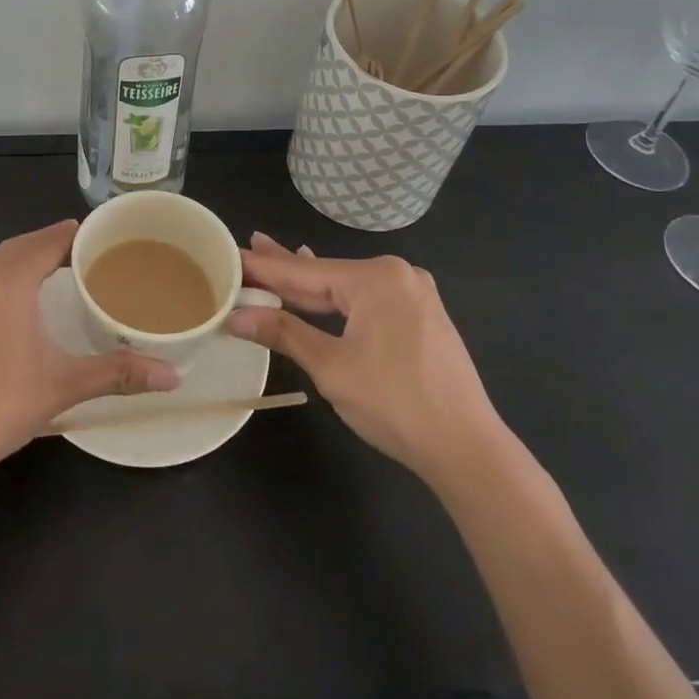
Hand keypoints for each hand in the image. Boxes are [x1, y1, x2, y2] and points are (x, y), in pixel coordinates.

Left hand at [0, 220, 178, 486]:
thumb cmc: (1, 404)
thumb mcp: (65, 384)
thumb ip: (119, 373)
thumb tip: (173, 376)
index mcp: (9, 280)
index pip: (50, 239)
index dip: (80, 235)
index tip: (110, 239)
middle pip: (26, 244)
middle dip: (58, 244)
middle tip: (95, 256)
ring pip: (3, 260)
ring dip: (33, 258)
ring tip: (67, 271)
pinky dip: (13, 275)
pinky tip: (29, 299)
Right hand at [227, 234, 506, 488]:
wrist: (467, 449)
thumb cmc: (395, 403)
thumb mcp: (331, 368)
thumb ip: (284, 333)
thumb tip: (237, 317)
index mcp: (377, 278)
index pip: (305, 272)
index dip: (265, 268)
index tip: (231, 255)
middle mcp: (398, 275)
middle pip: (327, 275)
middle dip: (285, 269)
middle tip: (248, 249)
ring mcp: (413, 294)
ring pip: (346, 288)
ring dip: (310, 286)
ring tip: (273, 259)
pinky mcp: (421, 316)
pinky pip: (367, 301)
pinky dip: (338, 300)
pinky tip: (319, 287)